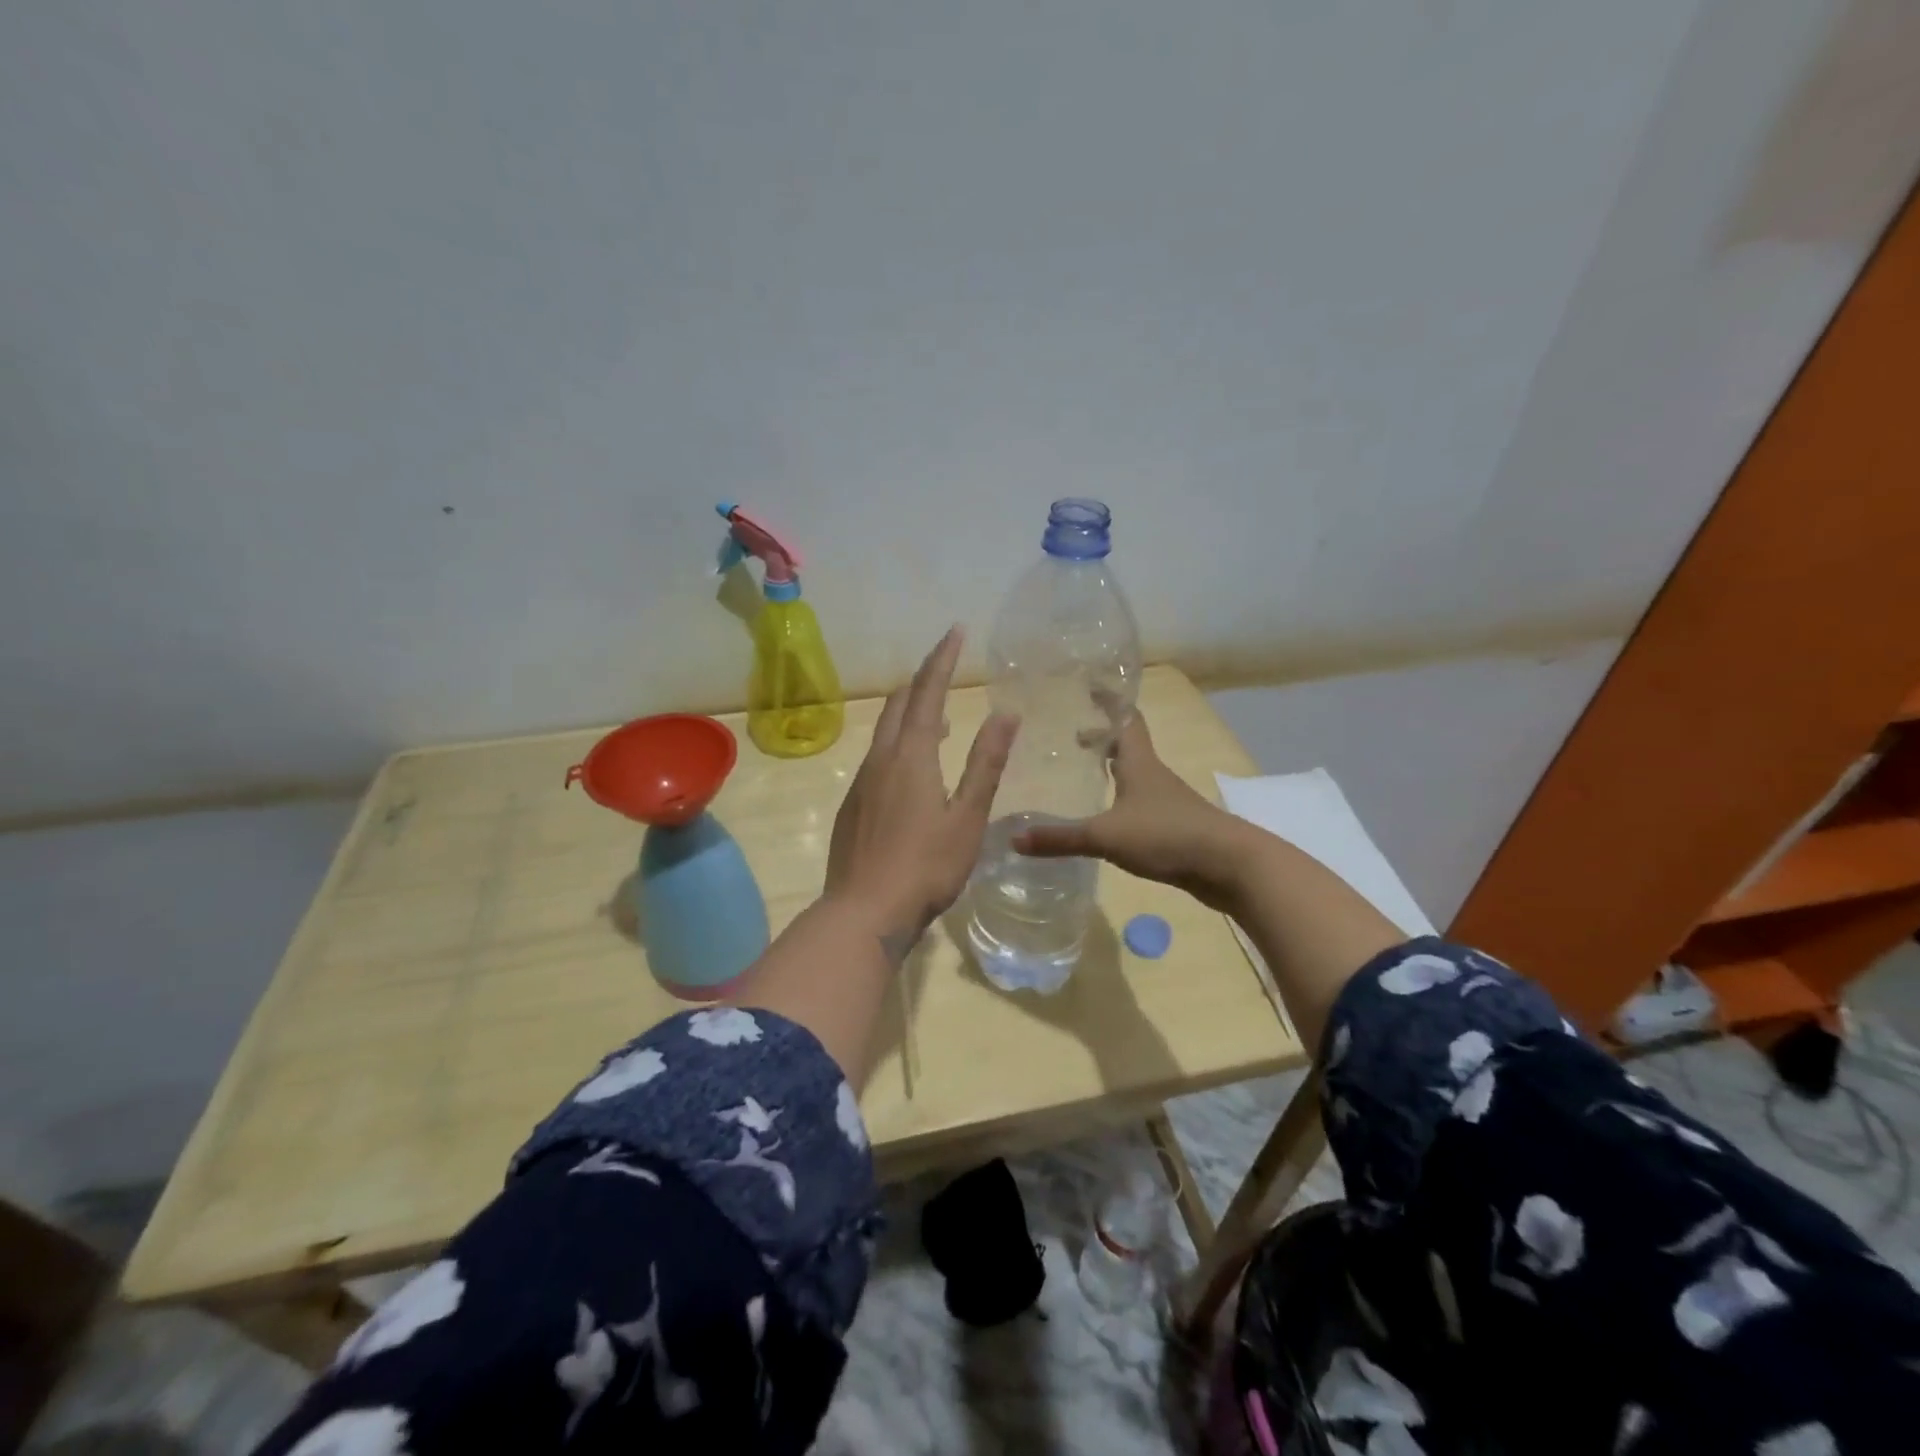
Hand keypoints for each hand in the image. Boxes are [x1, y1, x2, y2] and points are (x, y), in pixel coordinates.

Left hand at [825, 627, 1017, 942]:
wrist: (863, 912)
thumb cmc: (926, 867)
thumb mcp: (967, 816)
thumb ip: (986, 763)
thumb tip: (1005, 713)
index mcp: (911, 756)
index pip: (926, 692)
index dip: (941, 660)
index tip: (955, 631)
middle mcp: (880, 760)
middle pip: (898, 705)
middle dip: (921, 679)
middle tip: (945, 667)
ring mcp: (861, 783)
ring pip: (884, 732)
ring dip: (910, 714)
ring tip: (938, 717)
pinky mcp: (852, 806)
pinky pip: (877, 758)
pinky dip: (898, 745)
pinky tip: (913, 770)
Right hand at [1014, 713, 1252, 910]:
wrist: (1229, 866)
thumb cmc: (1167, 834)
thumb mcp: (1106, 836)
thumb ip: (1061, 838)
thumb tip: (1014, 839)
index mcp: (1139, 762)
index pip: (1124, 719)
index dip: (1108, 700)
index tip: (1088, 685)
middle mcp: (1153, 774)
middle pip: (1127, 745)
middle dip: (1101, 737)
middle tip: (1071, 736)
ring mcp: (1166, 801)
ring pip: (1133, 775)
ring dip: (1111, 769)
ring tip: (1083, 774)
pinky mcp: (1173, 826)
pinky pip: (1139, 804)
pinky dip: (1120, 800)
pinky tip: (1106, 817)